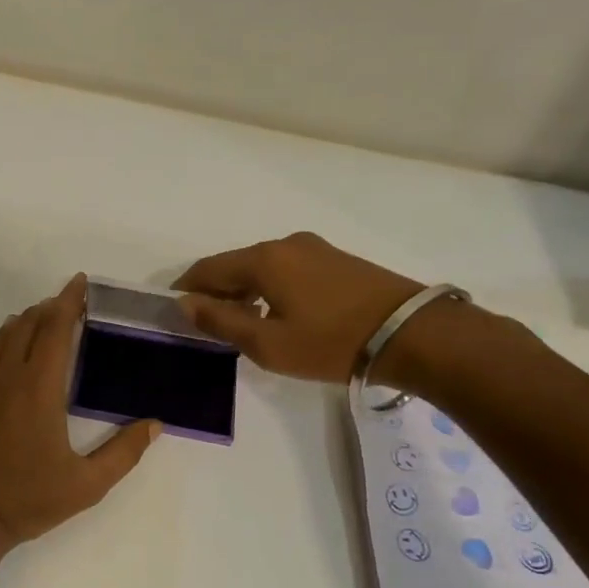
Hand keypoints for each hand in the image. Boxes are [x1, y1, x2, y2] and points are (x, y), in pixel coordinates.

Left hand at [0, 275, 159, 566]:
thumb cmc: (25, 501)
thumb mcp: (85, 485)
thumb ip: (123, 453)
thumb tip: (155, 424)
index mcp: (38, 389)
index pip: (56, 331)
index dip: (69, 302)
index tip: (79, 282)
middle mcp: (6, 377)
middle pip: (29, 327)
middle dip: (50, 308)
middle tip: (68, 302)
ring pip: (2, 337)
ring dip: (24, 321)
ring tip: (41, 317)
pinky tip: (4, 346)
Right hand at [174, 233, 421, 383]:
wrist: (412, 334)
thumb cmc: (329, 342)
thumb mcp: (267, 343)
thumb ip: (220, 321)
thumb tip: (184, 304)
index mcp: (262, 260)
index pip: (207, 269)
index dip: (186, 289)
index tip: (175, 311)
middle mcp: (284, 244)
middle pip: (234, 264)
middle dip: (216, 290)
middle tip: (208, 322)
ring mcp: (314, 248)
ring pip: (262, 266)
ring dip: (244, 290)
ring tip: (242, 322)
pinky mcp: (337, 259)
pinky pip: (287, 269)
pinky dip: (270, 287)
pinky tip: (278, 312)